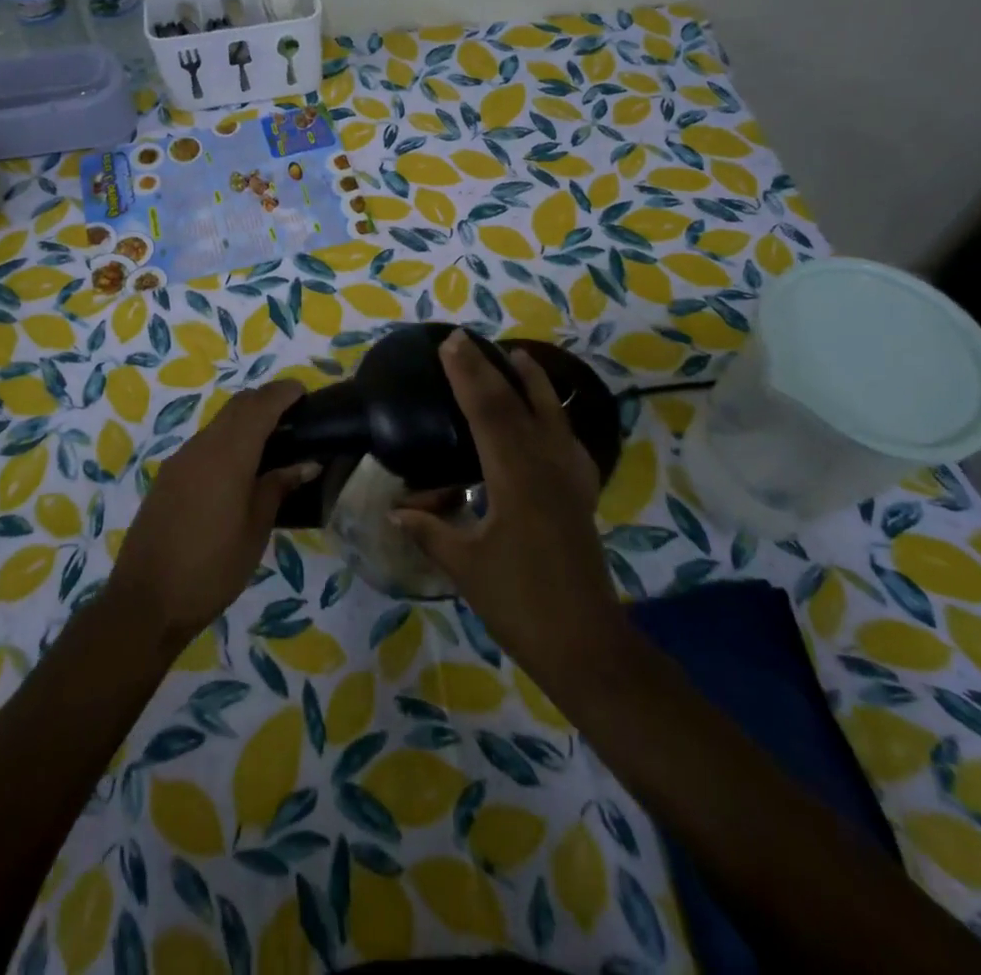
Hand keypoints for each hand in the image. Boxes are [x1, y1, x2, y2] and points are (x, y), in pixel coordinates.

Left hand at [108, 380, 318, 647]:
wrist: (146, 601)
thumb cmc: (212, 568)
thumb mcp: (255, 530)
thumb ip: (277, 488)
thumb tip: (305, 463)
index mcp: (227, 455)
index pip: (259, 405)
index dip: (282, 392)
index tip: (304, 392)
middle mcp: (201, 447)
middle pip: (236, 407)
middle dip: (264, 400)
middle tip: (293, 414)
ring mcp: (179, 461)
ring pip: (218, 424)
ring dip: (244, 421)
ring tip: (272, 442)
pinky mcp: (167, 478)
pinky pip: (204, 444)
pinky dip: (227, 440)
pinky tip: (239, 468)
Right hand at [393, 331, 625, 697]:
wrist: (585, 642)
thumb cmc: (520, 603)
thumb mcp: (466, 567)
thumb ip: (431, 530)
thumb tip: (395, 508)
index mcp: (516, 479)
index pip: (488, 412)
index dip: (468, 375)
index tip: (450, 344)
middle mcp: (547, 467)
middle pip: (517, 404)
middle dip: (490, 369)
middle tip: (467, 339)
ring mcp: (570, 479)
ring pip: (552, 415)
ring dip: (532, 383)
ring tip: (518, 356)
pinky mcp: (581, 494)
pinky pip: (567, 440)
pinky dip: (555, 416)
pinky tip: (550, 417)